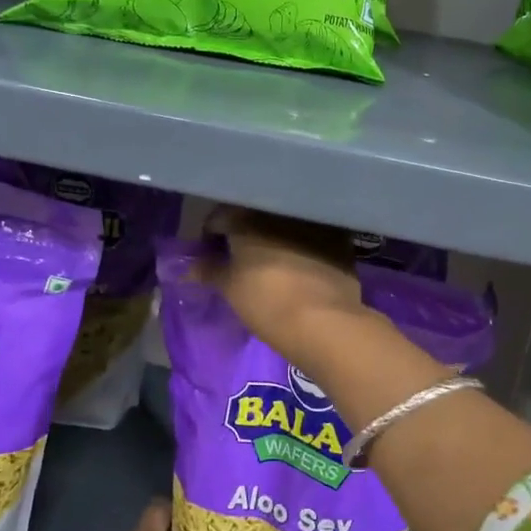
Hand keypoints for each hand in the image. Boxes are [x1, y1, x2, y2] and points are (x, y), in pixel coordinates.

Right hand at [199, 207, 366, 359]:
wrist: (323, 320)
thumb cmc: (265, 300)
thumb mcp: (229, 288)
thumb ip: (209, 271)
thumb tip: (190, 267)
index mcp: (247, 216)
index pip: (219, 217)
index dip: (212, 235)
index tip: (211, 252)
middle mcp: (280, 209)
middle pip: (255, 216)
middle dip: (246, 231)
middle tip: (240, 254)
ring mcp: (313, 220)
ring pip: (286, 223)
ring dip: (276, 235)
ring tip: (271, 259)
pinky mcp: (340, 238)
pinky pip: (313, 235)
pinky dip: (304, 244)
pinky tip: (301, 263)